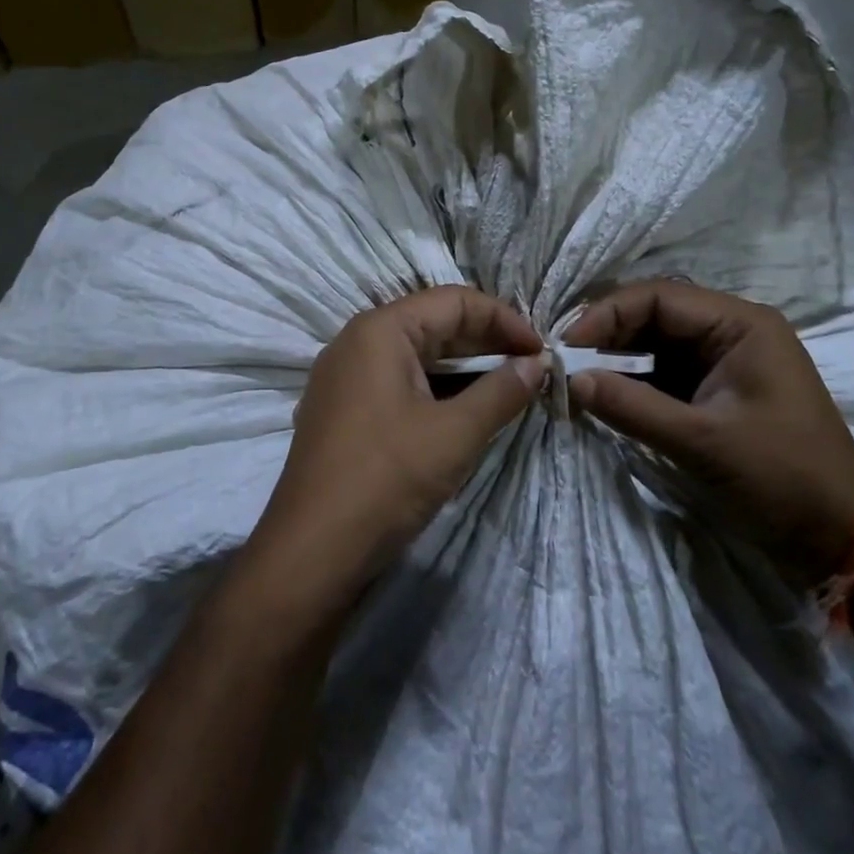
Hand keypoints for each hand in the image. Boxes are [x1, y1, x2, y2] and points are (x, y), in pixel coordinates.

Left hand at [241, 286, 546, 621]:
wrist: (311, 552)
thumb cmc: (386, 480)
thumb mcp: (455, 434)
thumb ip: (502, 391)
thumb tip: (538, 363)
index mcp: (380, 330)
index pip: (454, 301)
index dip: (504, 319)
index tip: (543, 351)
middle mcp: (357, 341)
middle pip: (433, 323)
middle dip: (486, 343)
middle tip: (532, 369)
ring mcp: (344, 377)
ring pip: (416, 356)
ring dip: (463, 369)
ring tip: (507, 391)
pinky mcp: (343, 409)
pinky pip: (398, 382)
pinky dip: (436, 389)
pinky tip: (465, 412)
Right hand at [563, 280, 853, 588]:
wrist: (841, 538)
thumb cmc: (782, 478)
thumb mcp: (703, 442)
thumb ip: (632, 407)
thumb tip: (570, 380)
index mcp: (740, 324)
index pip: (659, 296)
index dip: (607, 314)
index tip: (567, 346)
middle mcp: (731, 331)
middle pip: (653, 315)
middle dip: (607, 336)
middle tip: (564, 364)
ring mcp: (723, 362)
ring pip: (654, 344)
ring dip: (615, 360)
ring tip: (576, 381)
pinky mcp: (715, 391)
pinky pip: (663, 373)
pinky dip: (632, 384)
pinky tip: (603, 398)